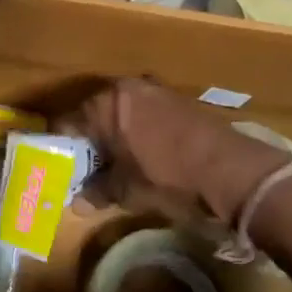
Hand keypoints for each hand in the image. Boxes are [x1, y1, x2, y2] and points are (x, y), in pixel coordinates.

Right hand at [70, 78, 286, 225]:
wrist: (232, 170)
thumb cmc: (169, 175)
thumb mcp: (129, 188)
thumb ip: (99, 191)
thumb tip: (76, 203)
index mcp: (107, 102)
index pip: (68, 122)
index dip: (61, 148)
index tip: (58, 169)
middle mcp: (128, 88)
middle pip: (94, 116)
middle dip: (89, 144)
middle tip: (85, 172)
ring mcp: (156, 92)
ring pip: (121, 116)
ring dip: (114, 140)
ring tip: (113, 169)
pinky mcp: (178, 102)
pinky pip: (144, 117)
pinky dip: (137, 136)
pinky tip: (142, 160)